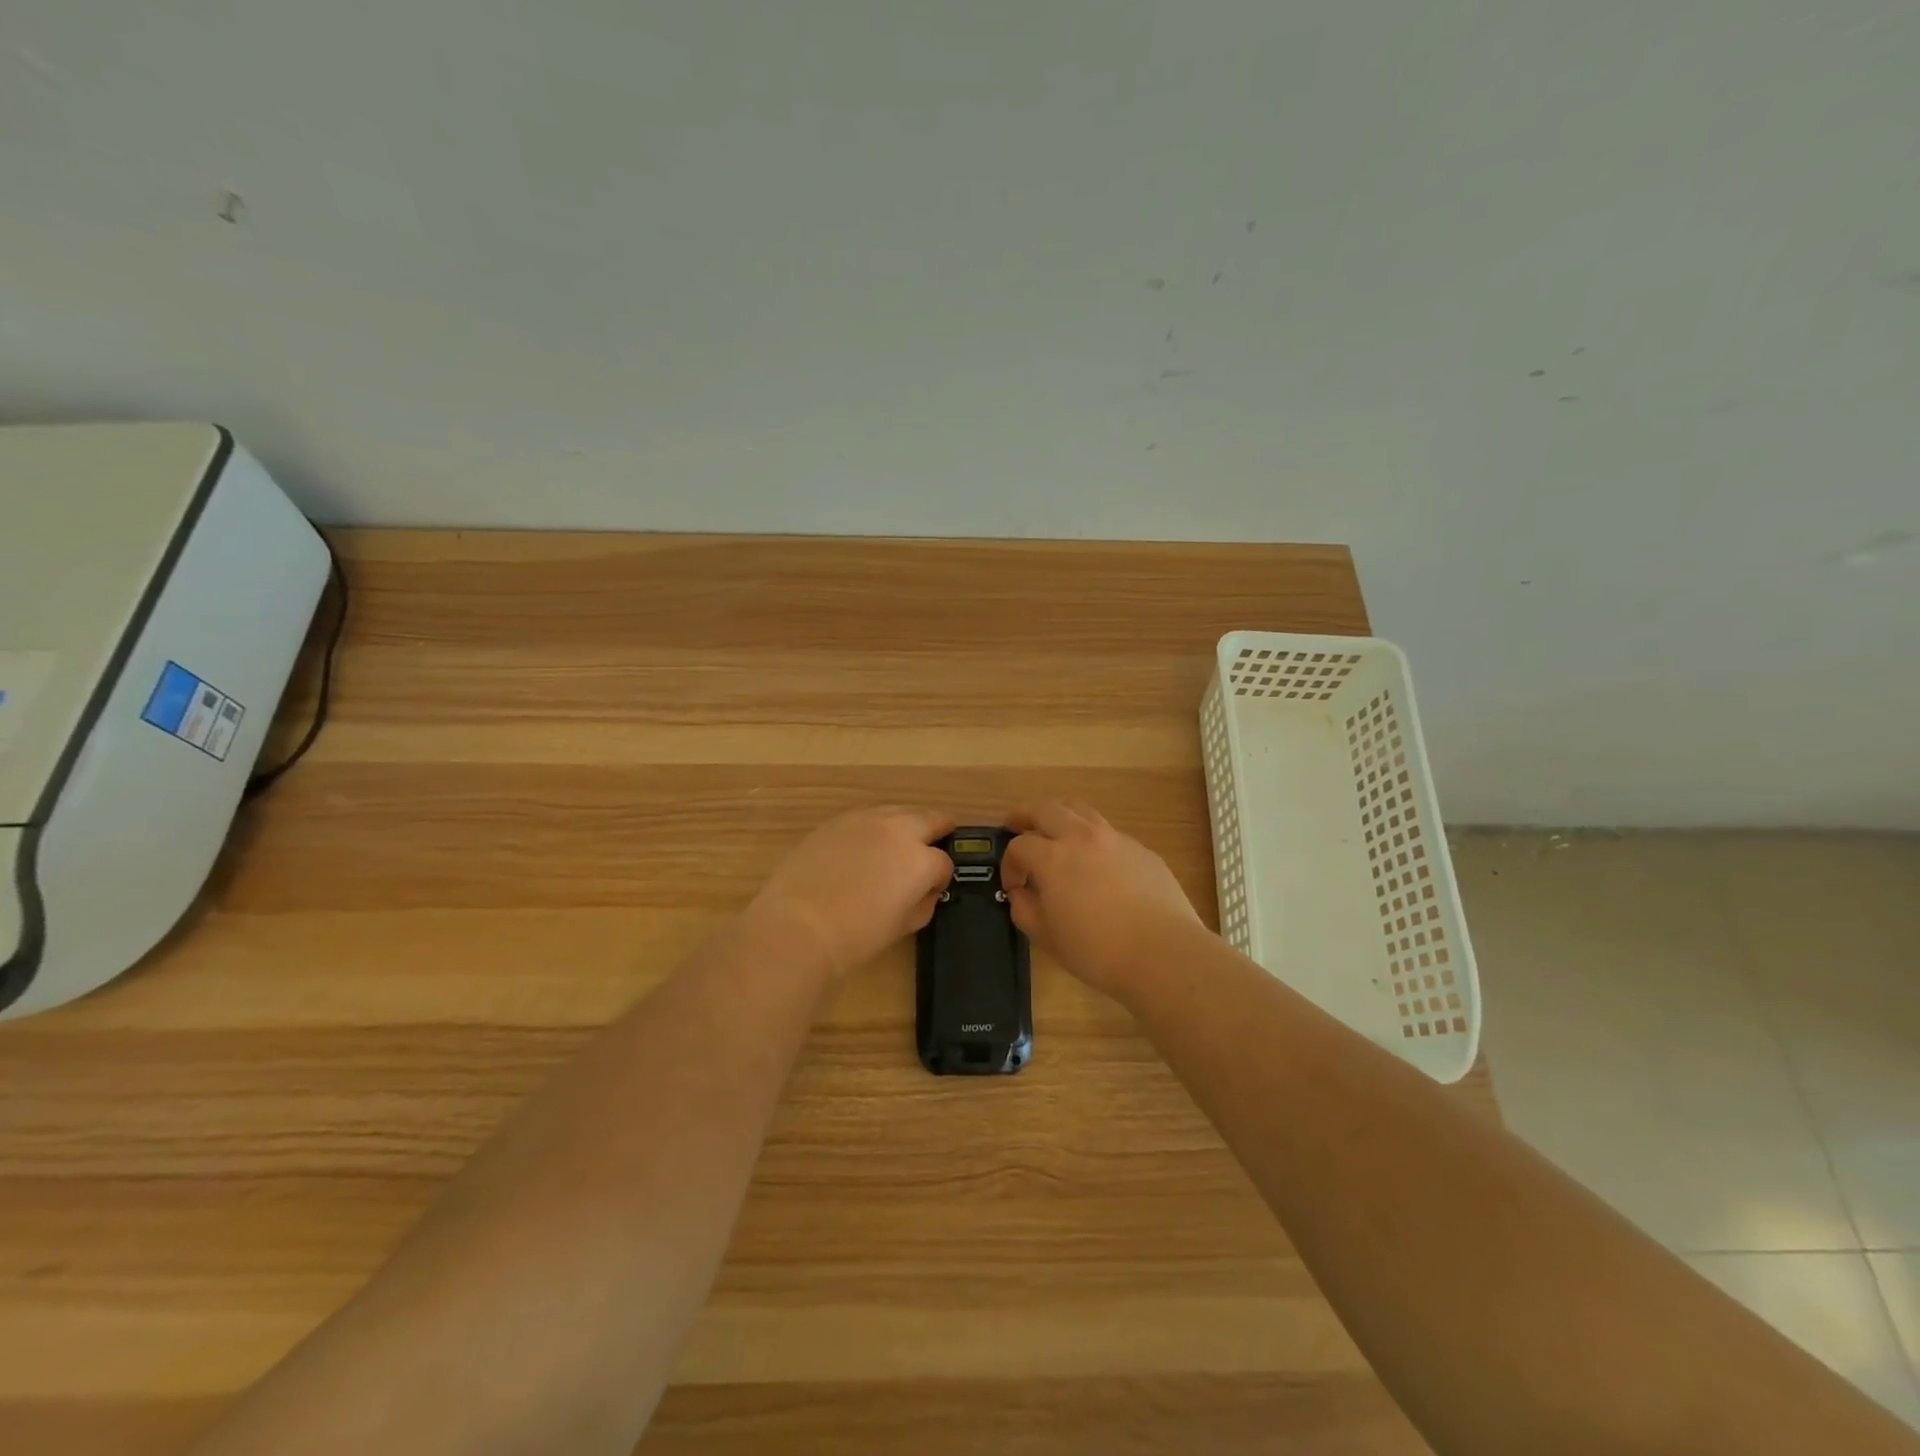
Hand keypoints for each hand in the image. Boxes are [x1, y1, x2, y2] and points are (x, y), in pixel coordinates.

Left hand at [747, 806, 955, 978]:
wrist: (798, 926)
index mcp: (920, 860)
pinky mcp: (837, 820)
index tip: (931, 889)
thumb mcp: (904, 926)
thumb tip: (925, 890)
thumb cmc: (856, 936)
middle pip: (930, 818)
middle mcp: (898, 830)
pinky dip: (875, 826)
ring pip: (898, 810)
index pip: (944, 862)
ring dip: (906, 824)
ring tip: (899, 844)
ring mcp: (866, 820)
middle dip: (937, 832)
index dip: (940, 878)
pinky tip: (865, 845)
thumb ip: (924, 901)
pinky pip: (867, 815)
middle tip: (933, 847)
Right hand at [1001, 800, 1205, 1000]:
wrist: (1162, 953)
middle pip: (1046, 809)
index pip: (1019, 846)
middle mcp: (1082, 837)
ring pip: (1080, 810)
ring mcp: (1115, 839)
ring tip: (1054, 831)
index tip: (1013, 886)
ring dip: (1060, 815)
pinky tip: (1096, 862)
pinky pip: (1109, 833)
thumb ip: (1024, 909)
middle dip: (1024, 815)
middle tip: (1014, 824)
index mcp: (1053, 857)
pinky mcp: (1142, 850)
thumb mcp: (1046, 937)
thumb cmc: (1096, 950)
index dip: (1009, 864)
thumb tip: (1021, 893)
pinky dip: (1092, 838)